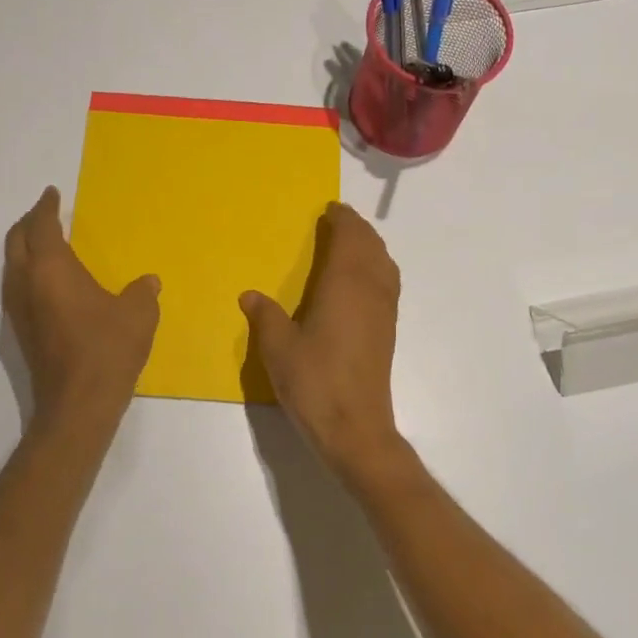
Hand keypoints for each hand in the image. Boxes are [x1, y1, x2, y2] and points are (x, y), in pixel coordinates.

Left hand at [2, 187, 159, 431]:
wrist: (78, 404)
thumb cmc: (107, 349)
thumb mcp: (138, 314)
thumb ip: (142, 292)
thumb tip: (147, 283)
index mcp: (52, 268)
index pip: (43, 226)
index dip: (47, 207)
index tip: (52, 194)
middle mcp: (27, 283)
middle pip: (17, 241)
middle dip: (29, 222)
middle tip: (44, 213)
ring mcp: (19, 309)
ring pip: (12, 265)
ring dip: (24, 247)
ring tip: (43, 242)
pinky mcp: (21, 332)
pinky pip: (17, 286)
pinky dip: (27, 271)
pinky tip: (47, 282)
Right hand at [240, 202, 413, 491]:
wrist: (355, 428)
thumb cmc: (314, 382)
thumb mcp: (278, 348)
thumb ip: (265, 316)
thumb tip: (250, 295)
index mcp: (344, 284)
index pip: (350, 238)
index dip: (342, 220)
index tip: (330, 209)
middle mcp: (370, 290)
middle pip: (372, 247)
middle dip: (358, 229)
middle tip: (339, 220)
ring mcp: (384, 311)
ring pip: (384, 265)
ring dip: (371, 247)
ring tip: (352, 244)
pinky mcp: (387, 332)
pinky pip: (387, 283)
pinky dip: (377, 268)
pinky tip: (362, 282)